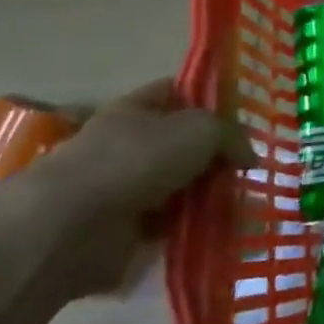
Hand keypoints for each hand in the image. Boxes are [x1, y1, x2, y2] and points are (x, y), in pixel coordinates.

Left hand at [8, 79, 247, 296]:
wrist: (71, 227)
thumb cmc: (135, 160)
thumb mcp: (200, 130)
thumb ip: (231, 135)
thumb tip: (249, 156)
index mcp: (135, 109)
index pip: (177, 92)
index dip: (209, 99)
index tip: (243, 116)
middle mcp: (127, 145)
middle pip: (182, 144)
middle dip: (216, 155)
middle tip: (251, 167)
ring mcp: (124, 189)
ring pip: (180, 186)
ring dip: (209, 195)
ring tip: (246, 203)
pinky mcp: (124, 231)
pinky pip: (172, 225)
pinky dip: (194, 228)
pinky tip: (224, 230)